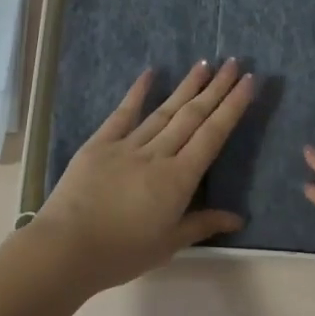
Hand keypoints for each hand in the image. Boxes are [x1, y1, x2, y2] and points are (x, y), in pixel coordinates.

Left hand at [31, 60, 254, 293]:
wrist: (66, 248)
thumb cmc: (121, 253)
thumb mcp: (168, 244)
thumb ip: (202, 225)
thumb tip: (238, 218)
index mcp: (178, 179)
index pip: (213, 136)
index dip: (232, 107)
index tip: (248, 83)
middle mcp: (157, 154)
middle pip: (193, 116)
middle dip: (216, 89)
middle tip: (235, 63)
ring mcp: (127, 146)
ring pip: (164, 110)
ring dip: (187, 87)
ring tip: (205, 64)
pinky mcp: (99, 144)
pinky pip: (123, 114)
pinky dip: (137, 92)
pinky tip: (150, 73)